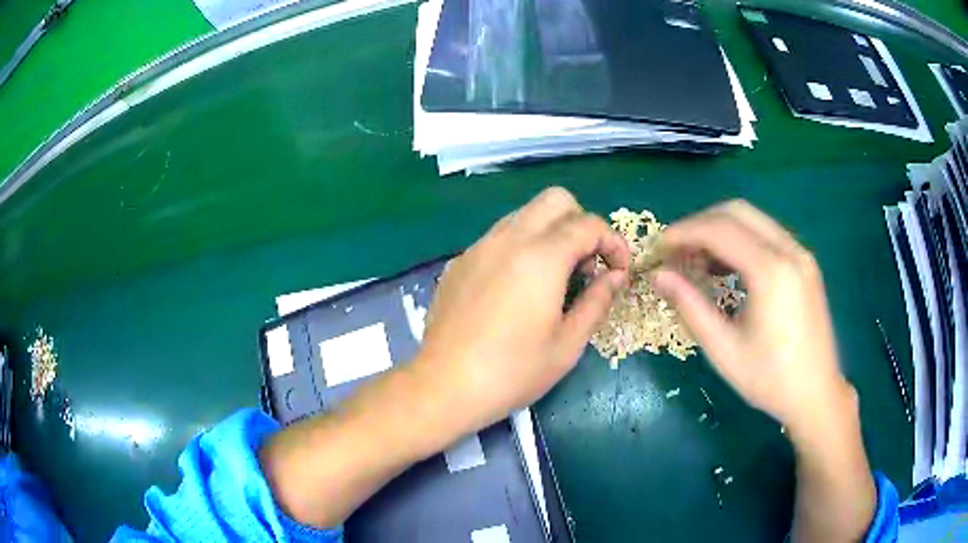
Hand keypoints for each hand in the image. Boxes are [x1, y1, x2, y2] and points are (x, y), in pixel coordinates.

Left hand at [413, 187, 629, 433]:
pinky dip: (520, 246)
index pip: (588, 224)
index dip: (613, 242)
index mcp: (541, 257)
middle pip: (555, 199)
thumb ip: (597, 301)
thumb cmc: (513, 372)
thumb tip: (616, 276)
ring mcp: (479, 247)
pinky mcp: (460, 261)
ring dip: (550, 231)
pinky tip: (517, 287)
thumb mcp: (567, 344)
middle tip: (587, 263)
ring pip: (524, 214)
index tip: (619, 269)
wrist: (445, 385)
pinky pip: (499, 236)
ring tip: (554, 275)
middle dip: (581, 222)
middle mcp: (508, 239)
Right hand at [651, 200, 855, 439]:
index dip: (683, 232)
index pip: (719, 230)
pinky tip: (726, 267)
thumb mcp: (724, 351)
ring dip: (719, 230)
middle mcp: (789, 250)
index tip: (658, 247)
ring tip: (697, 259)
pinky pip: (767, 234)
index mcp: (771, 272)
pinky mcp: (805, 262)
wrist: (817, 394)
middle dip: (699, 224)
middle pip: (736, 212)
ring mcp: (801, 253)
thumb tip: (659, 276)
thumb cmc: (770, 380)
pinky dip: (740, 239)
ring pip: (752, 219)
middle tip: (676, 251)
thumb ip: (690, 307)